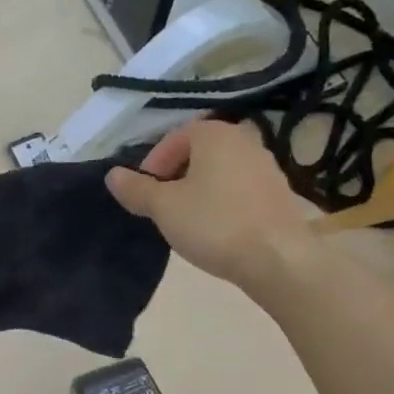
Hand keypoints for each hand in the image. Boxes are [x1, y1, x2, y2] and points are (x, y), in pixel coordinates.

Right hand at [106, 121, 310, 286]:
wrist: (278, 259)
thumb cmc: (214, 224)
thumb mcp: (164, 207)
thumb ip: (136, 189)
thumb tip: (113, 175)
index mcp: (215, 134)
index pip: (175, 138)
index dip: (154, 164)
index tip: (145, 193)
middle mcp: (245, 140)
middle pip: (199, 153)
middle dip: (176, 176)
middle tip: (162, 206)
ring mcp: (267, 167)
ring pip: (221, 172)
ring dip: (200, 190)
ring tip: (187, 220)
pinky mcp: (280, 194)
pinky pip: (240, 190)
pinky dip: (223, 203)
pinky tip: (216, 230)